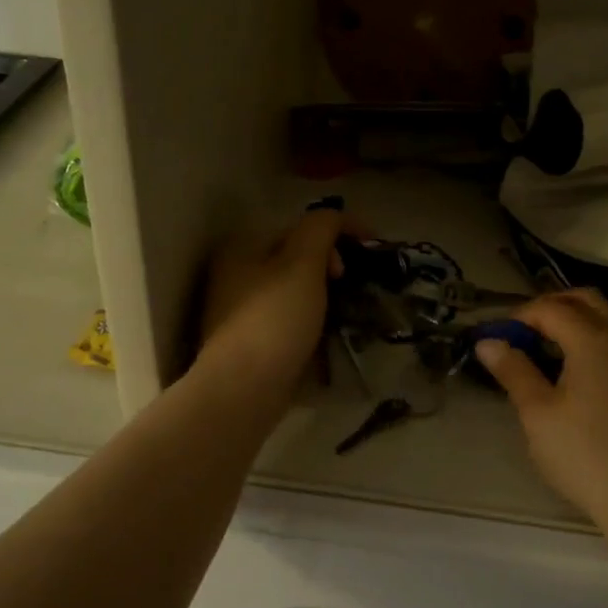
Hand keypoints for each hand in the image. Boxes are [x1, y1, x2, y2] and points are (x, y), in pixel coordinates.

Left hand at [194, 209, 345, 401]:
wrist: (243, 390)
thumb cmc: (274, 319)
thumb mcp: (302, 262)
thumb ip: (321, 228)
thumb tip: (335, 217)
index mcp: (243, 246)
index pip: (300, 225)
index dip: (339, 230)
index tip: (373, 249)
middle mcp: (235, 274)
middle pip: (295, 258)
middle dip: (331, 265)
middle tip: (353, 283)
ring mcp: (239, 311)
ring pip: (293, 291)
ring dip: (324, 295)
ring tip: (349, 309)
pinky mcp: (250, 344)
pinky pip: (288, 321)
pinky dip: (311, 321)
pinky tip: (328, 335)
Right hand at [477, 290, 607, 527]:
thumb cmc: (583, 452)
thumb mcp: (537, 412)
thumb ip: (513, 370)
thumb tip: (488, 342)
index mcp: (592, 339)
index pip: (551, 309)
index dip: (520, 316)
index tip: (498, 335)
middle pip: (587, 299)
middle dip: (552, 304)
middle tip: (524, 328)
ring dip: (582, 314)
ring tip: (555, 340)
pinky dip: (601, 333)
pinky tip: (584, 365)